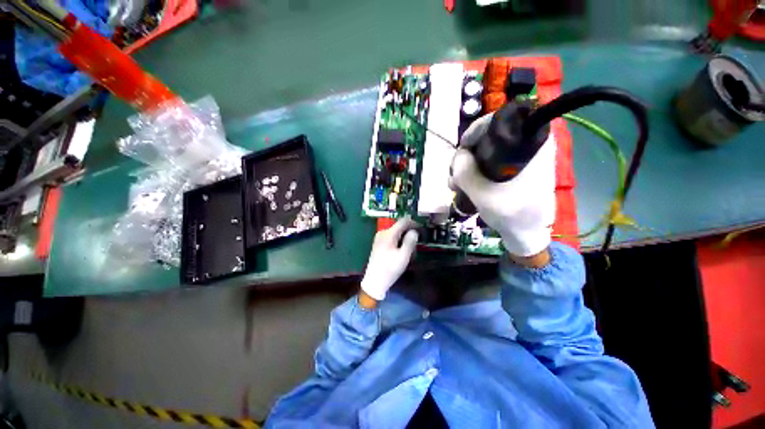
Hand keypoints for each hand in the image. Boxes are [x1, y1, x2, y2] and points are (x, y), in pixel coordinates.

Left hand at [360, 217, 418, 300]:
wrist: (374, 281)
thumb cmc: (390, 269)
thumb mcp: (403, 257)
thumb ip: (410, 242)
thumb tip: (414, 231)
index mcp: (388, 234)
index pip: (403, 221)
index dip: (414, 222)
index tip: (422, 228)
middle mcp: (383, 232)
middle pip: (399, 226)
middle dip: (409, 231)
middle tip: (417, 241)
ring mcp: (379, 237)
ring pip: (396, 232)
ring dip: (405, 237)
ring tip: (411, 249)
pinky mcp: (379, 243)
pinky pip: (392, 237)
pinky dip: (399, 241)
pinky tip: (402, 250)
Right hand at [451, 113, 555, 256]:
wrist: (526, 235)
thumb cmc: (512, 215)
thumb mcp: (484, 195)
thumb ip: (467, 173)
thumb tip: (458, 155)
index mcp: (533, 146)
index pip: (504, 119)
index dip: (478, 129)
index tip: (462, 147)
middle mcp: (529, 147)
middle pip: (491, 136)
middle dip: (468, 153)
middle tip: (455, 172)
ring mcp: (520, 160)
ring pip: (487, 152)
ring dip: (467, 166)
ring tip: (455, 185)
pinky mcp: (514, 171)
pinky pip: (489, 163)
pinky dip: (474, 172)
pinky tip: (462, 187)